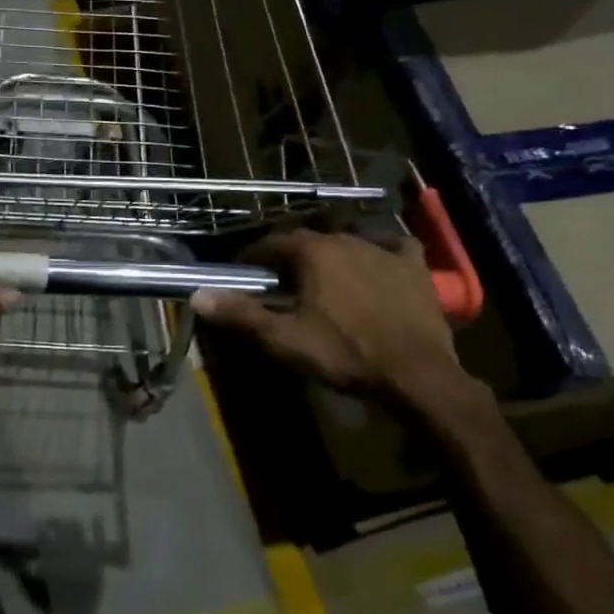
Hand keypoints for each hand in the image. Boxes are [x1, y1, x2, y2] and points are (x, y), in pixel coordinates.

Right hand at [192, 231, 461, 399]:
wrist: (415, 373)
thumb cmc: (344, 354)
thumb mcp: (284, 339)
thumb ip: (241, 314)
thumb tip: (198, 295)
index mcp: (313, 253)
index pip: (272, 243)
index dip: (253, 256)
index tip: (243, 271)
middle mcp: (346, 240)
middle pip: (308, 241)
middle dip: (290, 257)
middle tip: (281, 282)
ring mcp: (384, 250)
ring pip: (347, 243)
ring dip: (330, 256)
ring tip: (324, 280)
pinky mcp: (414, 267)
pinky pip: (393, 248)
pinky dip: (381, 253)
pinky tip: (378, 264)